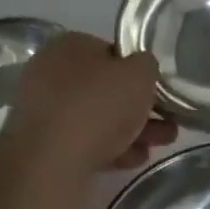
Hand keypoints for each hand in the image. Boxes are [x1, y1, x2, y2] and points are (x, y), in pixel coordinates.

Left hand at [0, 32, 174, 177]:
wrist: (52, 162)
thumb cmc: (99, 105)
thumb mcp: (141, 73)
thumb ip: (147, 65)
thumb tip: (141, 69)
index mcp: (69, 46)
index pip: (112, 51)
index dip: (138, 70)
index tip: (157, 89)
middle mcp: (49, 73)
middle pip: (105, 87)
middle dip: (138, 105)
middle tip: (166, 120)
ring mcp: (43, 111)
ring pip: (97, 116)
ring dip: (131, 129)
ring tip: (160, 144)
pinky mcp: (42, 146)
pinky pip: (84, 140)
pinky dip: (111, 147)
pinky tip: (134, 159)